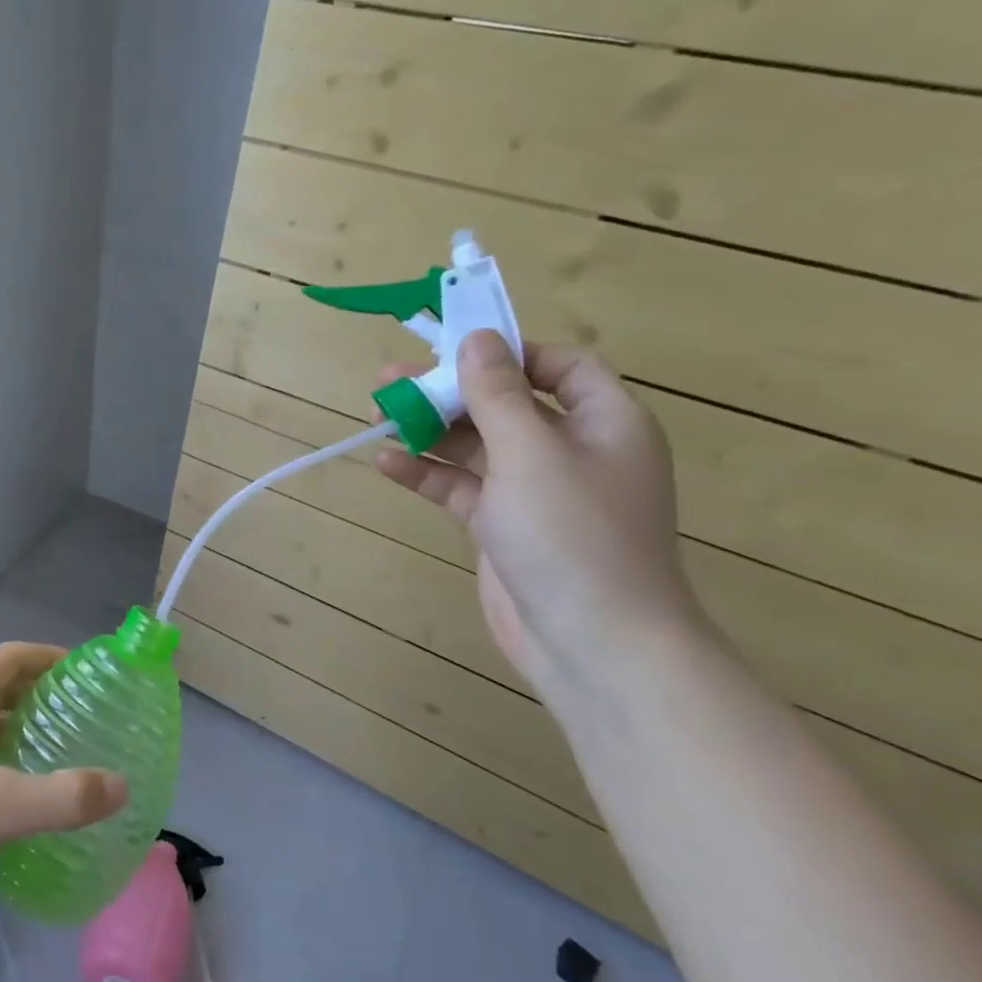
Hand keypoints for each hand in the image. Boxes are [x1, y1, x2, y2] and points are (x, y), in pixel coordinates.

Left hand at [0, 643, 126, 931]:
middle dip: (44, 704)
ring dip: (24, 746)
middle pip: (1, 695)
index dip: (53, 659)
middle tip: (91, 726)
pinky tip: (26, 814)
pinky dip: (2, 782)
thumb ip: (60, 796)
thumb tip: (121, 786)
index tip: (92, 676)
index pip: (13, 658)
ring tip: (69, 767)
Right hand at [374, 332, 702, 700]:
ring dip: (430, 430)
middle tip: (393, 379)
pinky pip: (461, 487)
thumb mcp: (531, 452)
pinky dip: (427, 474)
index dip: (510, 353)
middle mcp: (571, 451)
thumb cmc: (573, 534)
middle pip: (506, 404)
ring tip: (378, 413)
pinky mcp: (502, 527)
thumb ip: (498, 393)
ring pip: (476, 446)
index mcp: (603, 422)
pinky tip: (387, 464)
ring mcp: (534, 492)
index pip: (560, 367)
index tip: (455, 348)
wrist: (593, 643)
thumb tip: (477, 338)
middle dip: (451, 390)